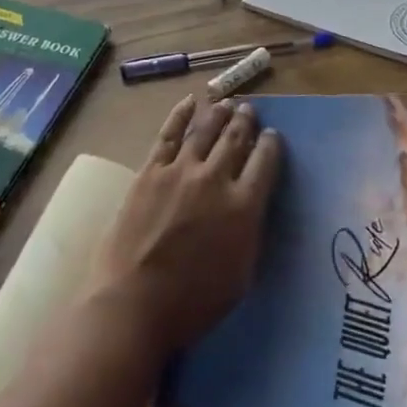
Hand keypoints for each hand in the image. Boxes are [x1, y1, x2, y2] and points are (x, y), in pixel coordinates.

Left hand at [85, 96, 283, 355]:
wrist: (134, 303)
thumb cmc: (192, 303)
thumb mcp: (241, 274)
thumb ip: (249, 232)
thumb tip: (251, 205)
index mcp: (243, 207)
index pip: (265, 163)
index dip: (271, 145)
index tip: (272, 136)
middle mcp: (215, 179)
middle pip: (235, 139)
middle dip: (245, 122)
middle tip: (250, 110)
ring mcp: (180, 171)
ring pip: (205, 130)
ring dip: (219, 113)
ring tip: (226, 103)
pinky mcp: (150, 171)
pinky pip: (169, 134)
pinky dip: (180, 114)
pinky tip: (189, 103)